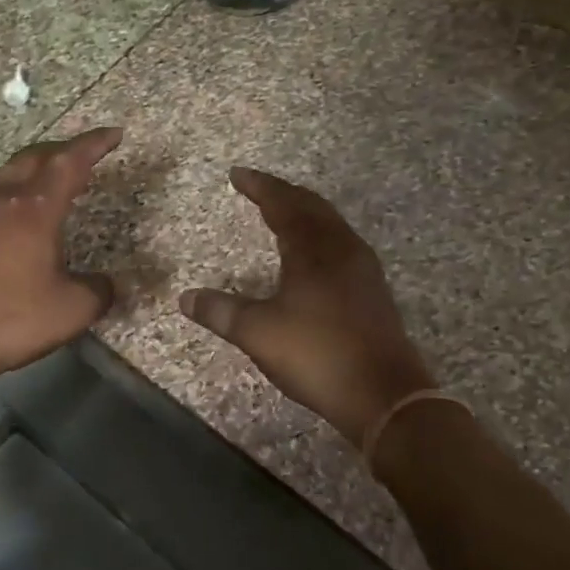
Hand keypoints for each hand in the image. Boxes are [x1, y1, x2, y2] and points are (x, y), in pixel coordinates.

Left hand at [0, 128, 122, 386]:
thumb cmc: (9, 319)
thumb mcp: (70, 311)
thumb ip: (97, 291)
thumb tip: (108, 284)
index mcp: (33, 209)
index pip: (69, 162)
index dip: (94, 144)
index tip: (114, 134)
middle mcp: (0, 201)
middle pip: (33, 157)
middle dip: (62, 149)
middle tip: (84, 154)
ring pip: (5, 173)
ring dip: (31, 167)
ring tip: (49, 178)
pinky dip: (11, 191)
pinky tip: (14, 216)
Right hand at [180, 168, 434, 445]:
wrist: (384, 395)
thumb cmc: (317, 355)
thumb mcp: (258, 334)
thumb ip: (221, 312)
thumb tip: (185, 298)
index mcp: (313, 251)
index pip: (283, 205)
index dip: (259, 186)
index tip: (236, 174)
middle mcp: (342, 250)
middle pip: (312, 207)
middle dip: (282, 193)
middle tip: (258, 186)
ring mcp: (363, 270)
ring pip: (331, 225)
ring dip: (305, 212)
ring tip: (283, 212)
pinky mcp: (373, 291)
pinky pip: (341, 244)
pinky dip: (319, 235)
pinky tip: (313, 254)